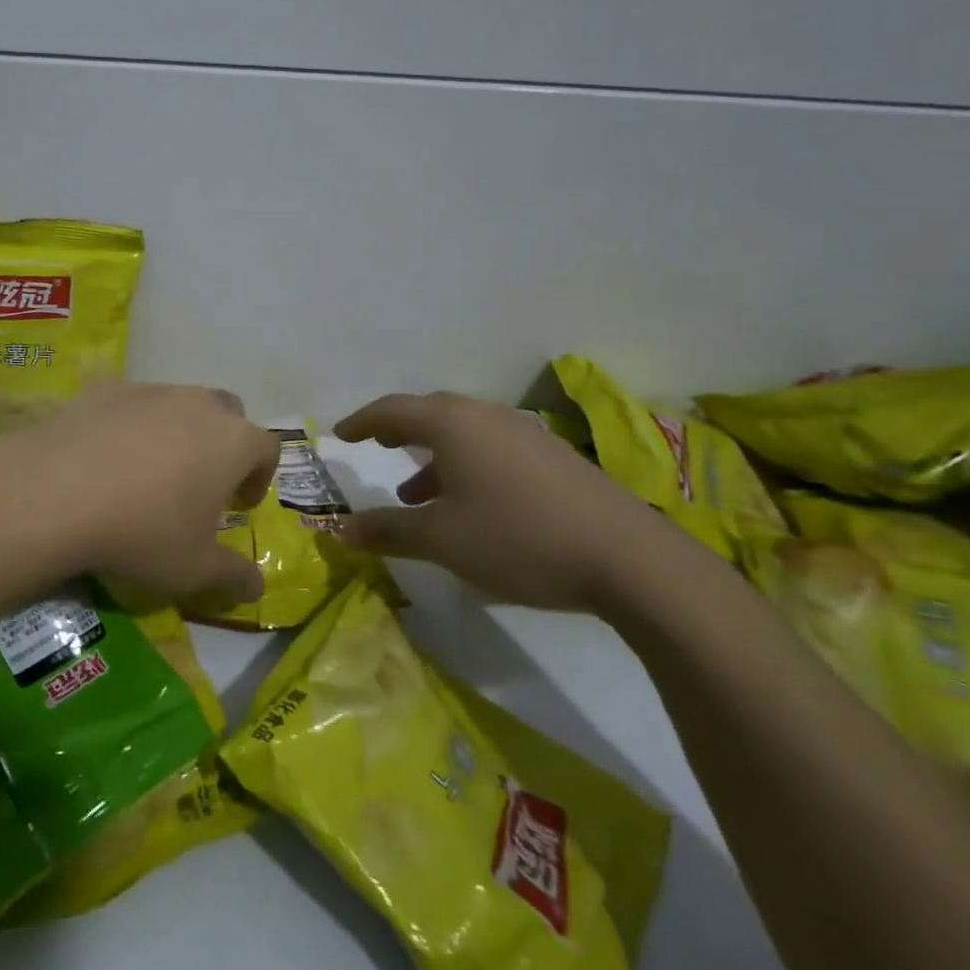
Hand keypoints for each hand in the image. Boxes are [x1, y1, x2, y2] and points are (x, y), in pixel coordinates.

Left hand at [0, 382, 277, 605]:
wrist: (58, 491)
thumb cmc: (143, 531)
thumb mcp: (194, 568)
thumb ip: (233, 575)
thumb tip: (257, 587)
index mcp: (232, 440)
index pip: (266, 447)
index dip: (260, 477)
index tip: (240, 505)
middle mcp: (198, 404)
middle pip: (227, 413)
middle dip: (224, 443)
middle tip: (203, 482)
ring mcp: (151, 390)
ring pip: (179, 403)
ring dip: (179, 431)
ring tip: (152, 472)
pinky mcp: (107, 389)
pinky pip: (133, 404)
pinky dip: (133, 426)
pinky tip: (108, 458)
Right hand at [335, 391, 668, 612]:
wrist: (628, 558)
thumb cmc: (517, 538)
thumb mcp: (442, 540)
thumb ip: (388, 531)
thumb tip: (340, 530)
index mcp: (451, 424)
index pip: (392, 410)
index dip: (361, 422)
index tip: (340, 435)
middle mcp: (485, 416)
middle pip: (430, 413)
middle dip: (398, 431)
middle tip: (377, 446)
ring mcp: (524, 433)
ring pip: (463, 433)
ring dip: (433, 456)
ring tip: (416, 493)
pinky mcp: (553, 456)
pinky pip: (492, 448)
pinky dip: (466, 465)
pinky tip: (472, 504)